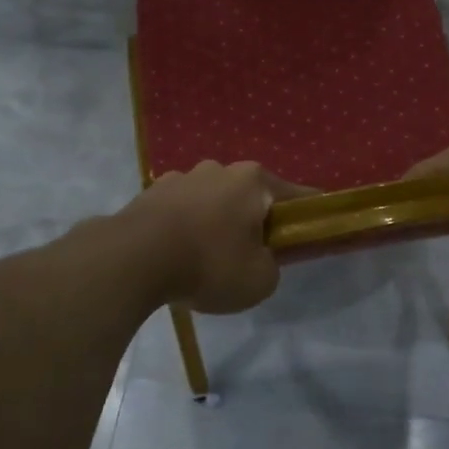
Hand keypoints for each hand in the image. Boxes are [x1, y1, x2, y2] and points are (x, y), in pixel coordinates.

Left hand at [121, 161, 309, 313]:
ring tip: (207, 256)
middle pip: (249, 195)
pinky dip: (185, 227)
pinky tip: (178, 254)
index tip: (314, 228)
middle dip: (254, 219)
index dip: (308, 214)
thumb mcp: (260, 280)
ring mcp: (181, 177)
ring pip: (212, 200)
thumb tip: (260, 257)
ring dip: (216, 221)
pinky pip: (180, 210)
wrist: (134, 259)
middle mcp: (219, 169)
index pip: (296, 195)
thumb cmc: (209, 263)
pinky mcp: (150, 192)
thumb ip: (270, 265)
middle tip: (252, 253)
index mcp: (254, 181)